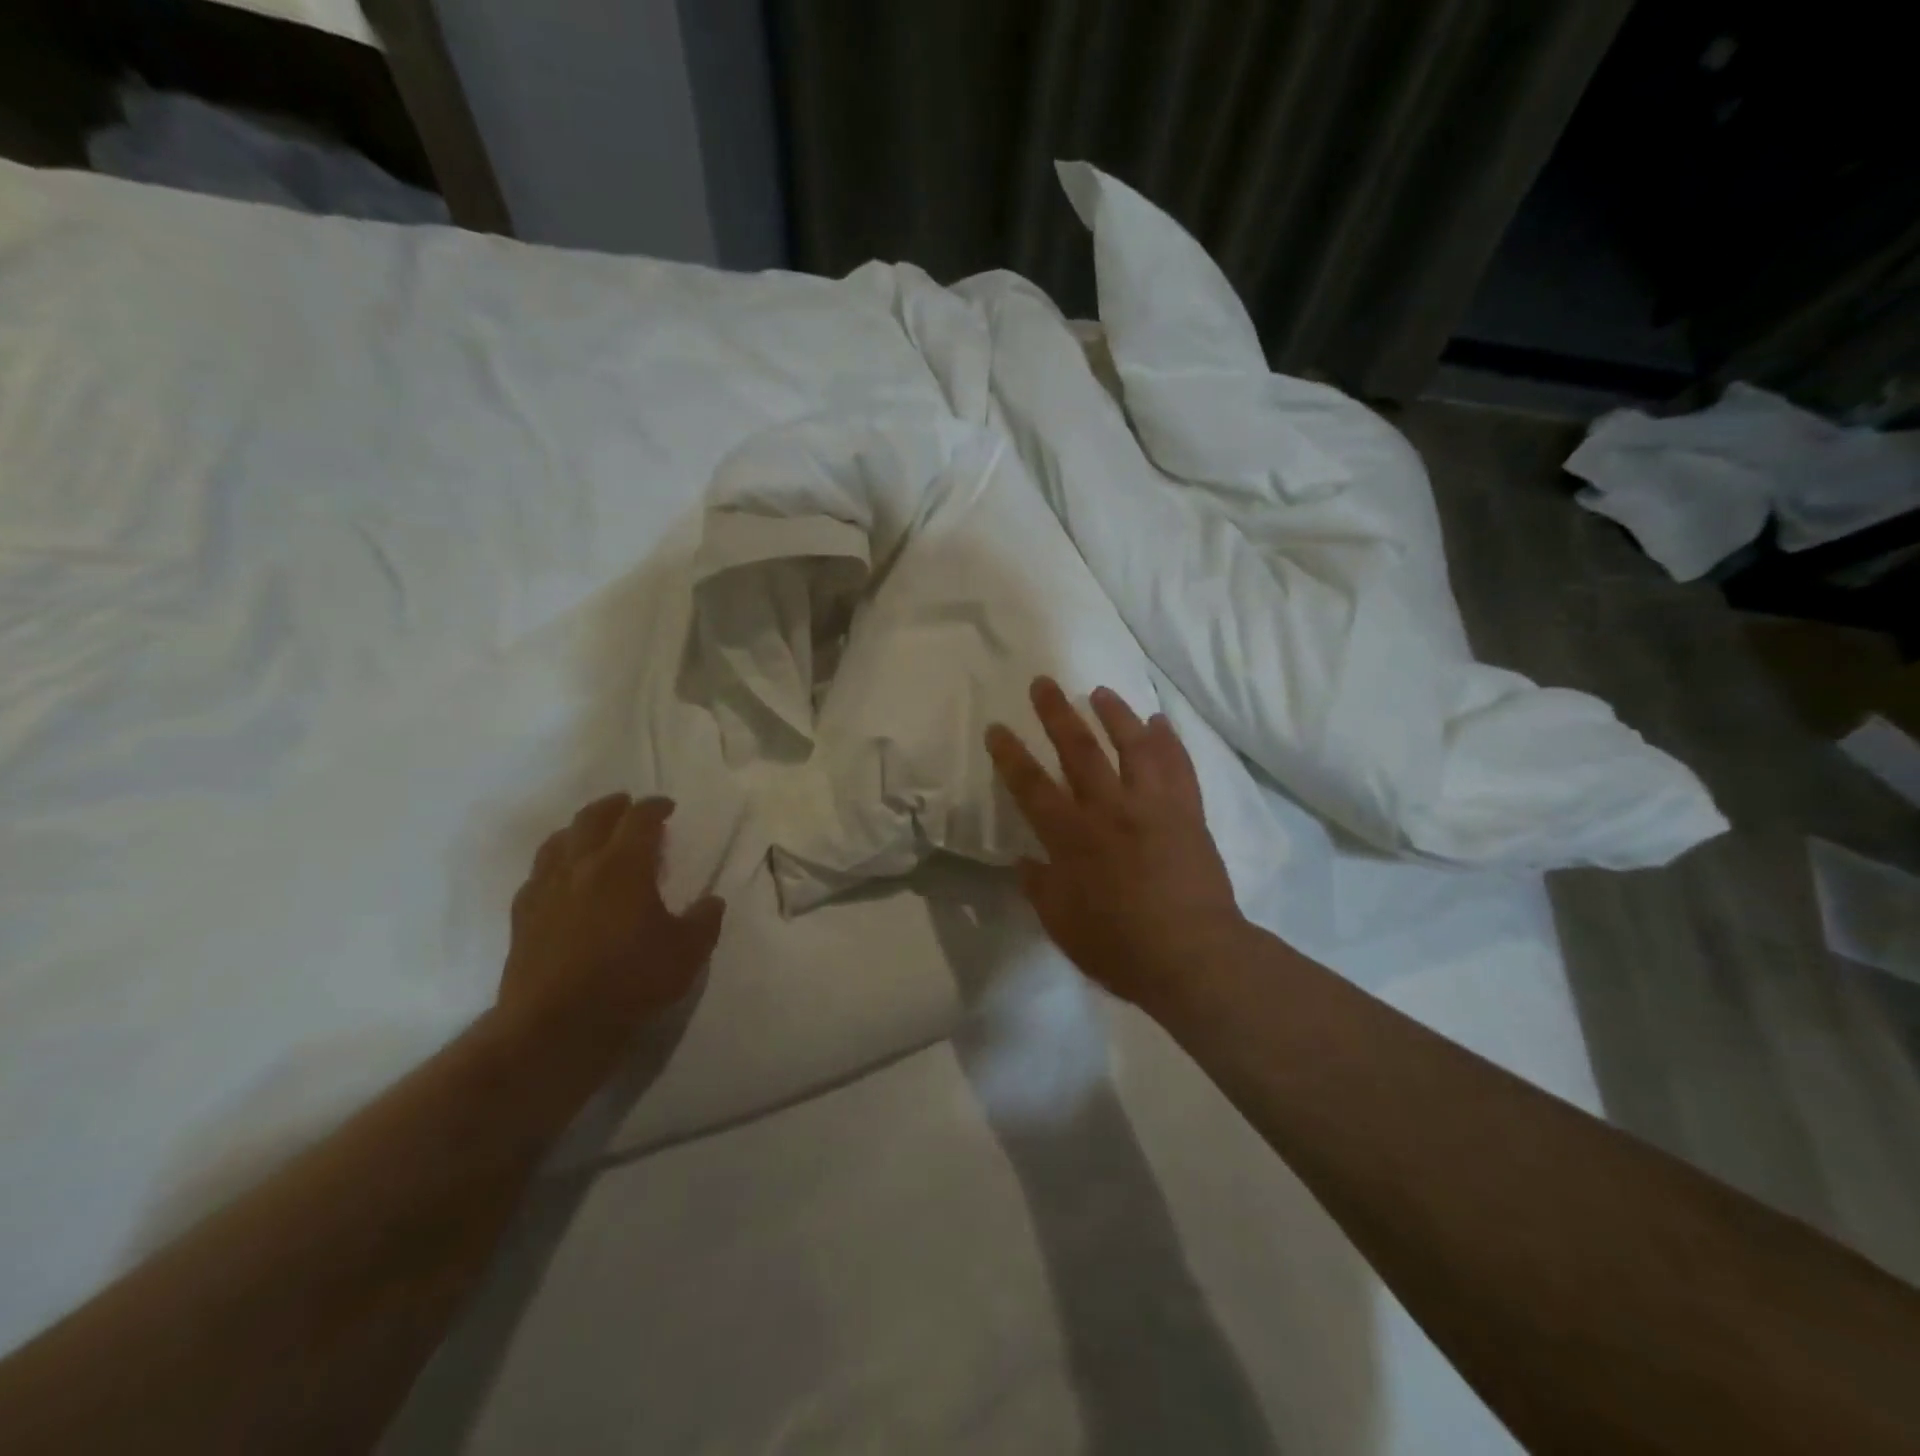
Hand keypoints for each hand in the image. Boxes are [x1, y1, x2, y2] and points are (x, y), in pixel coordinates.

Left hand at [497, 794, 724, 1073]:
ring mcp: (545, 889)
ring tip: (592, 833)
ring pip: (558, 841)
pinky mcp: (522, 916)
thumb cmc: (630, 981)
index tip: (667, 806)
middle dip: (614, 806)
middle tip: (629, 806)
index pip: (640, 819)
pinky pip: (537, 874)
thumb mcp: (688, 952)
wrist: (555, 1026)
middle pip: (593, 819)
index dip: (655, 807)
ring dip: (579, 829)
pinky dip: (554, 863)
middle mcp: (581, 866)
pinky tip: (561, 878)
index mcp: (624, 865)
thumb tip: (712, 902)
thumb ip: (704, 920)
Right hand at [986, 678, 1245, 1010]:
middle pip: (1078, 750)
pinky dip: (1169, 741)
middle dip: (1056, 714)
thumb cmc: (1119, 947)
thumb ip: (1039, 887)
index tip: (997, 728)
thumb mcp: (1062, 925)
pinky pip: (1179, 767)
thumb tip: (1023, 860)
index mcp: (1072, 838)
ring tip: (1100, 691)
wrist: (1193, 957)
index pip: (1031, 786)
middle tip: (1043, 683)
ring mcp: (1153, 807)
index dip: (1010, 755)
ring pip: (1132, 747)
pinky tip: (1159, 722)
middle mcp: (1110, 810)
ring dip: (1114, 714)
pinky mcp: (1188, 813)